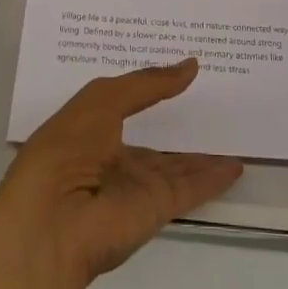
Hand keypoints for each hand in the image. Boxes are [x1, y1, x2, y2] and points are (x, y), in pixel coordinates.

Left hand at [0, 65, 239, 288]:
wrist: (51, 224)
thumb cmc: (66, 147)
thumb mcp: (103, 99)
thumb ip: (148, 83)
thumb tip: (190, 65)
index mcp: (91, 128)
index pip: (127, 102)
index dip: (151, 86)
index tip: (179, 68)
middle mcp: (114, 156)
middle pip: (154, 137)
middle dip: (178, 119)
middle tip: (214, 95)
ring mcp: (135, 185)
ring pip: (176, 164)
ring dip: (202, 153)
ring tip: (234, 131)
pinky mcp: (156, 208)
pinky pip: (191, 188)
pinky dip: (213, 178)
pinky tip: (236, 166)